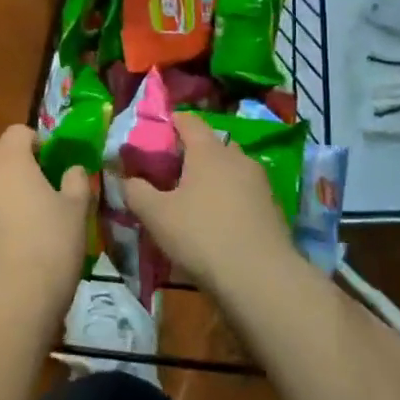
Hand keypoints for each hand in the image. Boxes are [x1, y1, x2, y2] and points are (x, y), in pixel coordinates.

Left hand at [0, 126, 91, 318]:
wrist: (8, 304)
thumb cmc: (50, 248)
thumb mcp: (77, 212)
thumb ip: (76, 181)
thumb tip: (72, 169)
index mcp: (9, 160)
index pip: (18, 131)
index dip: (37, 142)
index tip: (52, 163)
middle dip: (15, 164)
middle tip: (39, 190)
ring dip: (0, 192)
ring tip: (22, 222)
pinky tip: (6, 247)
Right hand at [123, 112, 293, 291]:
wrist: (261, 279)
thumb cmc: (202, 236)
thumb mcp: (156, 215)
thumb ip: (136, 191)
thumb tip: (126, 179)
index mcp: (208, 151)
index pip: (188, 120)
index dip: (170, 123)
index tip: (153, 136)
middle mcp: (237, 158)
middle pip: (210, 145)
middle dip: (190, 155)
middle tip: (168, 174)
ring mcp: (259, 183)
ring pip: (229, 170)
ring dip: (211, 179)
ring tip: (192, 202)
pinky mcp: (273, 208)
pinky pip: (243, 193)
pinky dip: (228, 199)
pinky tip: (217, 224)